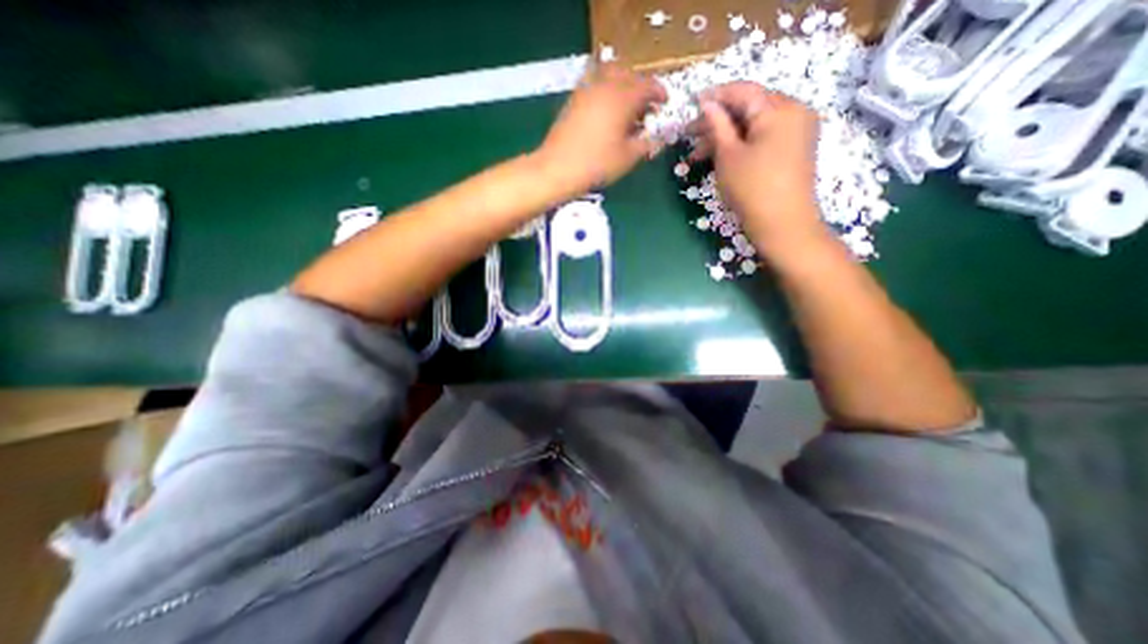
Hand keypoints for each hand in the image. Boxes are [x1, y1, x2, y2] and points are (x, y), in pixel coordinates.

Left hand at [536, 64, 670, 196]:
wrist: (557, 169)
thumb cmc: (596, 165)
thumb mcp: (627, 158)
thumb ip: (646, 144)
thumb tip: (656, 137)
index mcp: (623, 98)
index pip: (647, 85)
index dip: (659, 93)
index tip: (664, 103)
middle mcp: (605, 86)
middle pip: (629, 73)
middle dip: (640, 86)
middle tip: (645, 106)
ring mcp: (586, 90)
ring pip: (610, 74)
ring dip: (622, 84)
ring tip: (626, 107)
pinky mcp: (573, 99)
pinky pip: (595, 83)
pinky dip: (606, 90)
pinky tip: (606, 110)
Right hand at [691, 82, 825, 256]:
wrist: (782, 224)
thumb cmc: (752, 189)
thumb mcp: (728, 156)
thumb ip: (717, 125)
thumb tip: (707, 104)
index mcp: (779, 109)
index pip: (743, 91)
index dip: (715, 96)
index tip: (692, 104)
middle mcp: (794, 111)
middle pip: (750, 107)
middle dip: (718, 120)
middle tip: (691, 137)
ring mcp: (798, 130)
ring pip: (755, 124)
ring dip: (727, 135)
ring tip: (699, 155)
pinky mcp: (795, 148)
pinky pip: (765, 136)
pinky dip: (743, 143)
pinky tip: (721, 156)